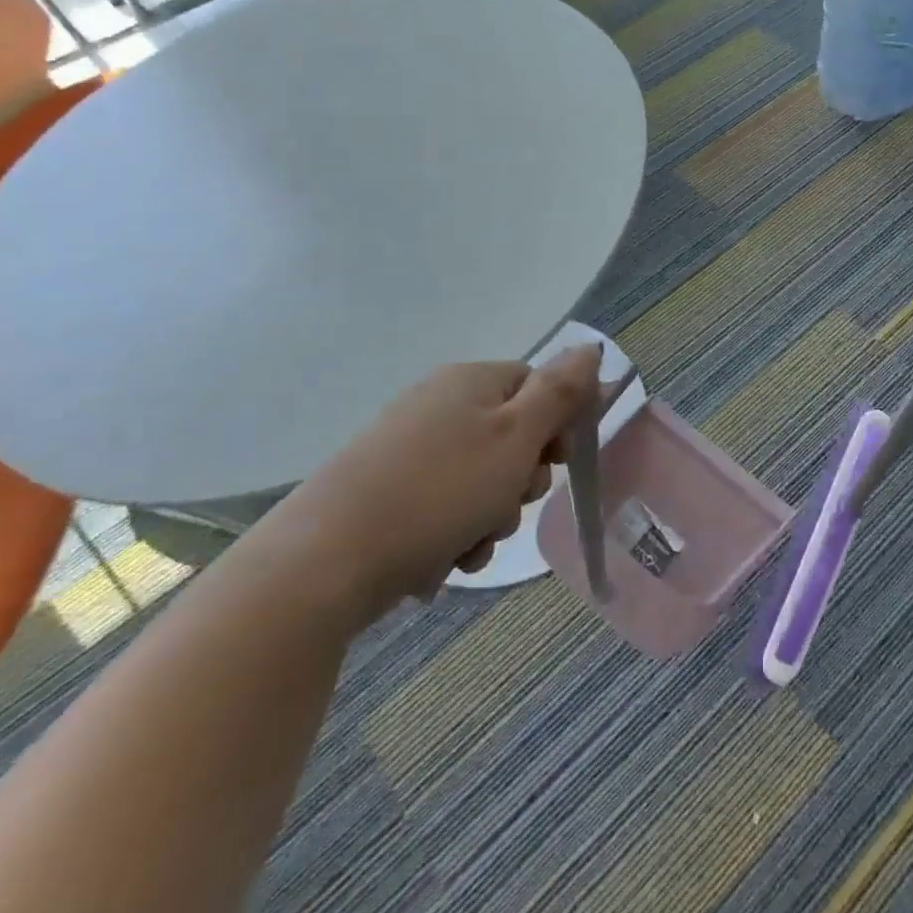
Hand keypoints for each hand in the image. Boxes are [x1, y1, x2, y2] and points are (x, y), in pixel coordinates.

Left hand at [261, 345, 602, 618]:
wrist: (322, 563)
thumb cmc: (439, 492)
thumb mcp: (517, 437)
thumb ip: (560, 392)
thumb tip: (590, 348)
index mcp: (471, 381)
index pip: (537, 386)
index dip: (556, 425)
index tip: (555, 463)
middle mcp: (437, 404)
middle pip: (510, 435)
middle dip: (520, 480)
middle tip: (507, 506)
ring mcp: (406, 449)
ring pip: (478, 480)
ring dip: (488, 517)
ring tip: (468, 545)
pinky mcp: (382, 491)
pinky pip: (441, 507)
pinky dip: (451, 535)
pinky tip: (440, 562)